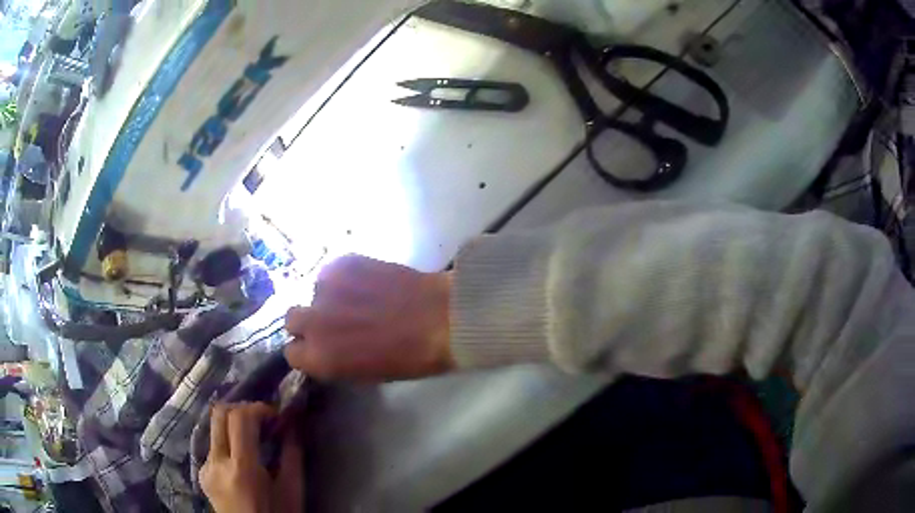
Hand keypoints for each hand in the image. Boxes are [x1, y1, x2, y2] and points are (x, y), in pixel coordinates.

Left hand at [201, 403, 303, 512]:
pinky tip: (242, 458)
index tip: (276, 416)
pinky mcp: (201, 472)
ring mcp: (204, 467)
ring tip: (254, 438)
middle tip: (263, 419)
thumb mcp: (291, 490)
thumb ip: (292, 454)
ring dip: (234, 424)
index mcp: (241, 469)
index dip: (258, 408)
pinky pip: (213, 445)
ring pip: (214, 427)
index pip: (239, 418)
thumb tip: (294, 421)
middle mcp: (216, 463)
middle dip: (243, 408)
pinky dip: (229, 442)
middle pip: (219, 413)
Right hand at [284, 255, 453, 380]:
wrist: (439, 318)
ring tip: (358, 297)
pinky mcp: (340, 263)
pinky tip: (368, 281)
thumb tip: (323, 349)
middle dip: (309, 321)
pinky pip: (331, 272)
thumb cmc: (408, 358)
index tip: (321, 345)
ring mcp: (324, 289)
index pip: (292, 352)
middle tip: (333, 320)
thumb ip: (333, 360)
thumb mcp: (363, 373)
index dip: (307, 348)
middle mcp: (312, 323)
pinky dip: (344, 277)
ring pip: (314, 292)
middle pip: (292, 319)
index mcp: (318, 358)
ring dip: (329, 297)